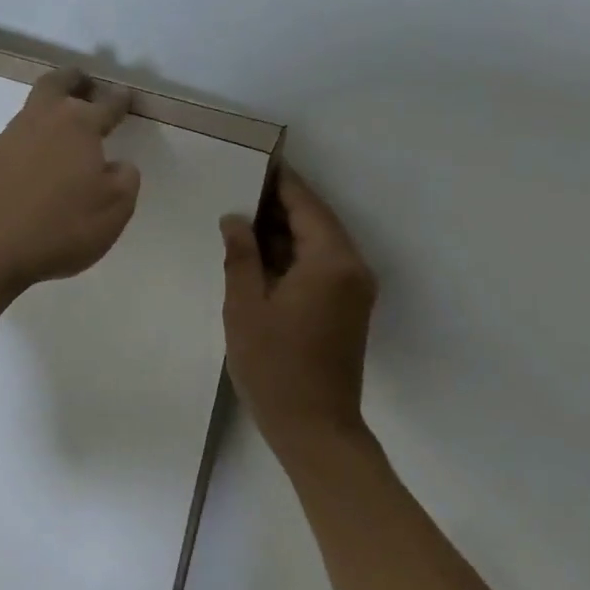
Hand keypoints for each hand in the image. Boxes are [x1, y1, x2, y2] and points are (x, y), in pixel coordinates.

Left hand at [0, 68, 141, 291]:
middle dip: (74, 80)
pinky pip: (13, 143)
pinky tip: (33, 168)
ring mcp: (7, 139)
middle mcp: (41, 121)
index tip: (125, 97)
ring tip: (61, 132)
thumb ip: (125, 178)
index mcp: (78, 126)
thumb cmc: (60, 227)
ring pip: (32, 112)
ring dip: (48, 113)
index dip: (119, 100)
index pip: (106, 104)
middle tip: (85, 84)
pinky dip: (28, 145)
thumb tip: (117, 165)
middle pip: (57, 84)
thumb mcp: (115, 209)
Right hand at [220, 167, 376, 452]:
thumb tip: (236, 218)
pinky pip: (321, 267)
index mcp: (331, 261)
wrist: (315, 428)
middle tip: (236, 189)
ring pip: (318, 244)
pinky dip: (293, 256)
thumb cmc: (274, 367)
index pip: (305, 205)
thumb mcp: (245, 307)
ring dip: (284, 232)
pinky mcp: (348, 309)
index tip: (253, 160)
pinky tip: (259, 257)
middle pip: (315, 221)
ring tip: (240, 220)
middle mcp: (352, 268)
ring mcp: (354, 290)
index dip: (279, 181)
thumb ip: (241, 256)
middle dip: (278, 205)